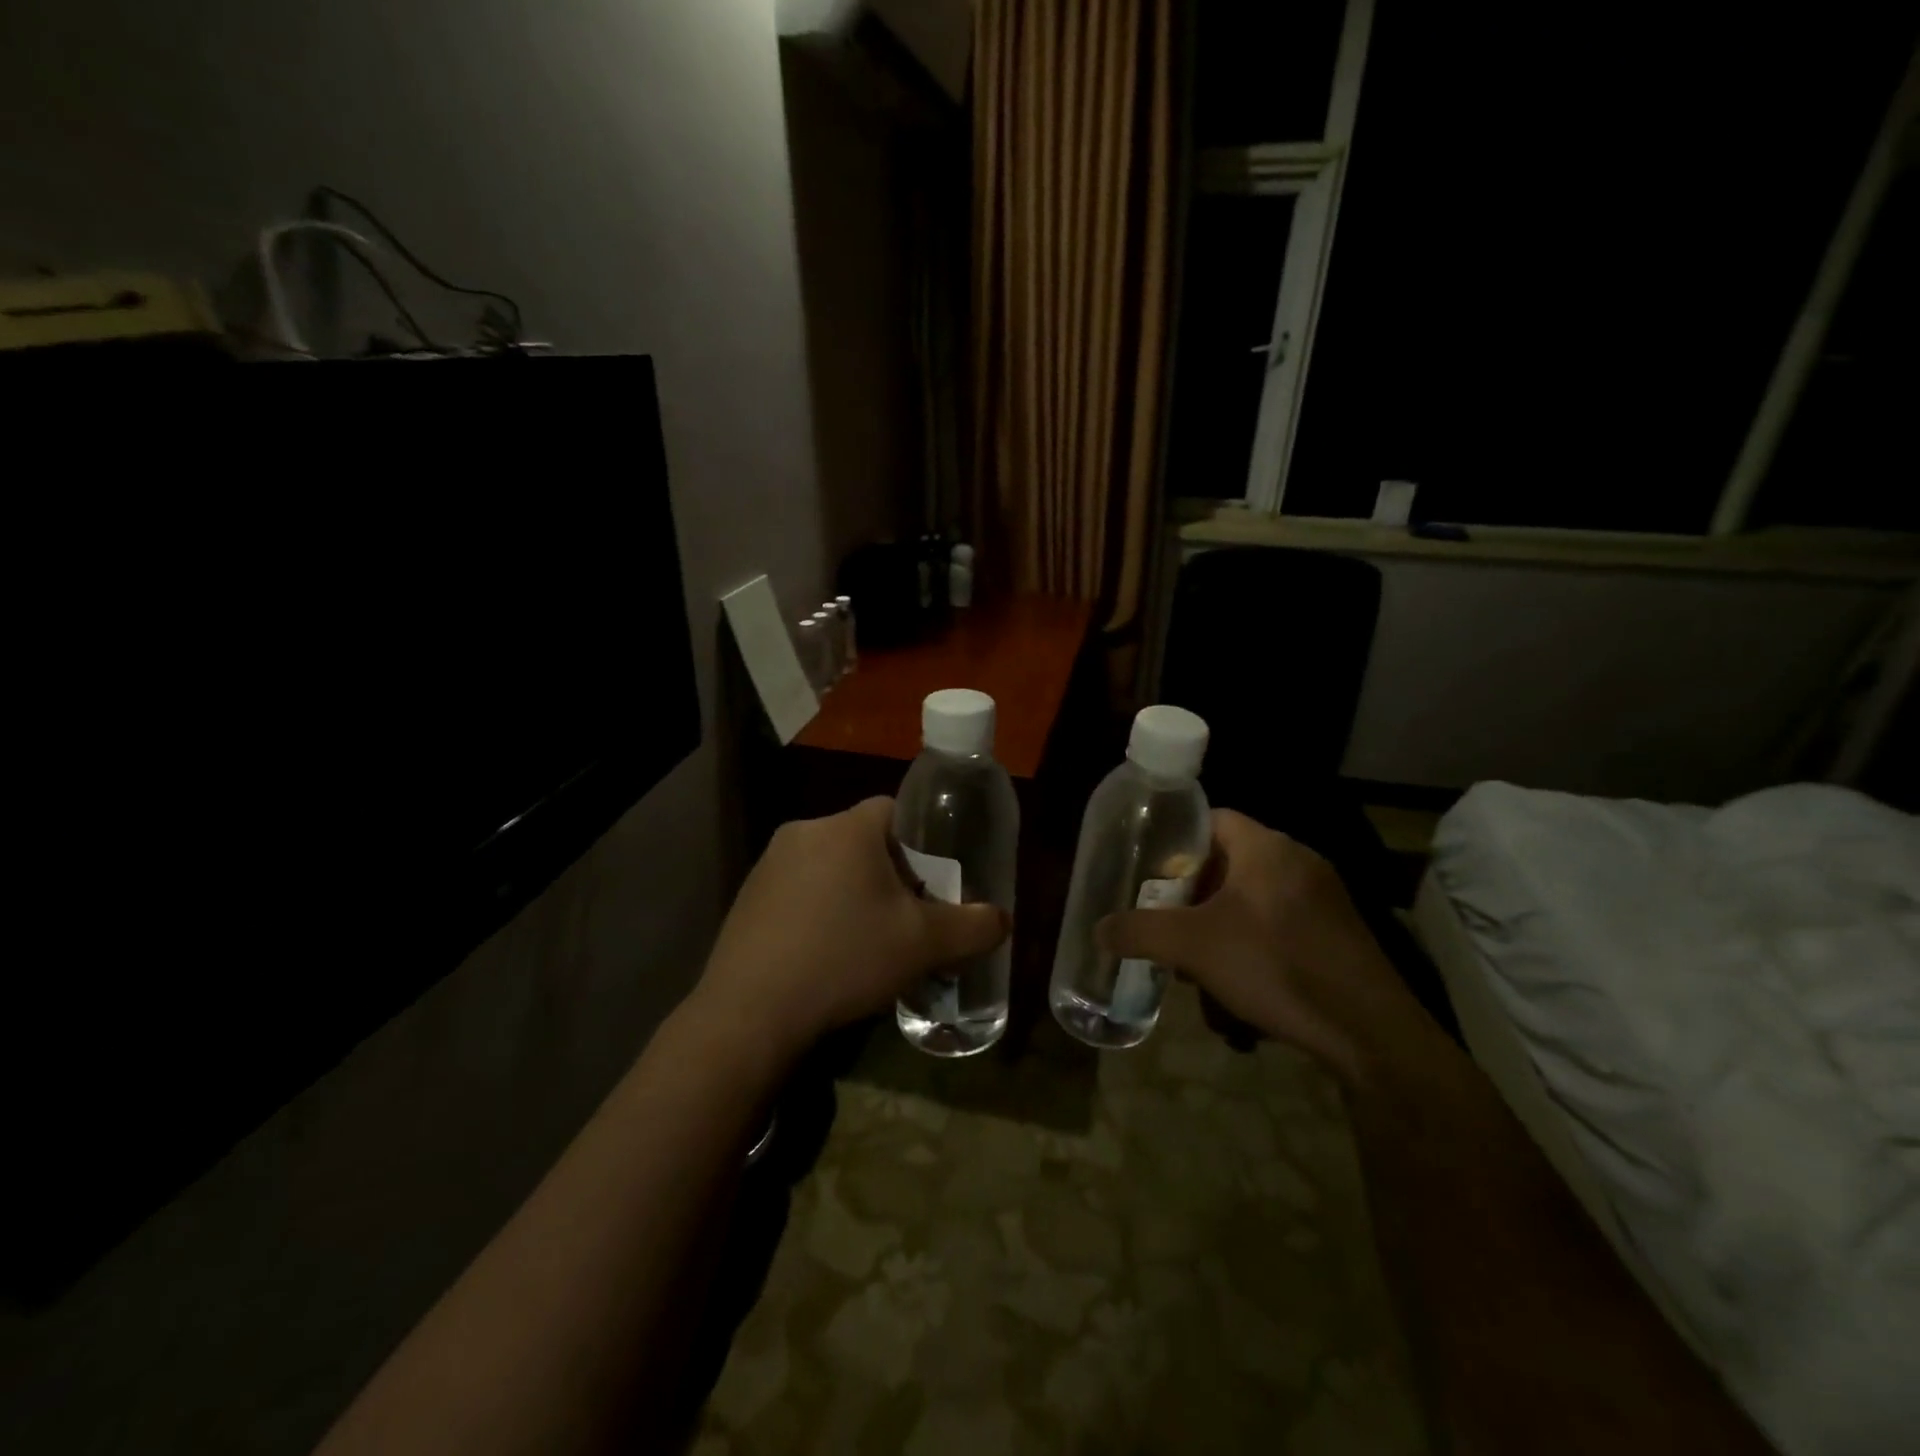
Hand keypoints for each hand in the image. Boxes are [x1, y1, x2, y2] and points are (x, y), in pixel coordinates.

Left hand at [692, 798, 1008, 1057]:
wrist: (751, 1011)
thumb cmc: (846, 958)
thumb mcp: (924, 945)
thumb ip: (973, 926)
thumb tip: (1002, 919)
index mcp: (848, 828)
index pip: (895, 810)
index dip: (921, 844)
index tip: (930, 884)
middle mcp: (805, 831)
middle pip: (863, 840)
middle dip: (889, 874)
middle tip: (904, 918)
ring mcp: (769, 864)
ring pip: (829, 866)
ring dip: (852, 893)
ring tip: (865, 942)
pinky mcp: (748, 897)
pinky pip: (798, 890)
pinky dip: (817, 911)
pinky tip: (824, 954)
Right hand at [1096, 810, 1413, 1081]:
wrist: (1370, 1032)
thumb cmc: (1275, 967)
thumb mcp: (1193, 947)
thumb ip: (1139, 932)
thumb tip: (1098, 930)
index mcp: (1266, 847)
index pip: (1211, 819)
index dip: (1176, 841)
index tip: (1151, 873)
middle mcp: (1298, 861)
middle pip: (1229, 862)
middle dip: (1194, 895)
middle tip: (1169, 922)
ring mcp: (1324, 897)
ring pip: (1253, 898)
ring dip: (1221, 924)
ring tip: (1199, 962)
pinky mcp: (1338, 932)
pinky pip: (1280, 922)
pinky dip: (1253, 942)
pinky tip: (1241, 984)